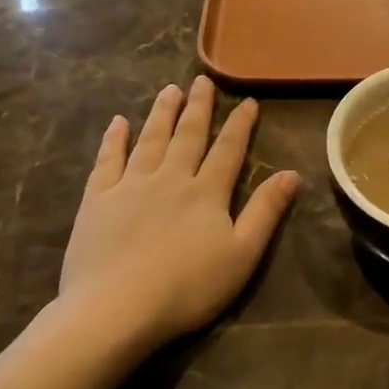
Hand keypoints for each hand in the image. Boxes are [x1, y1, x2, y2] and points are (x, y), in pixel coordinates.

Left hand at [60, 77, 300, 354]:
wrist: (116, 308)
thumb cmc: (187, 288)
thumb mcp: (242, 255)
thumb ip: (266, 212)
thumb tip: (292, 173)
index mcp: (206, 192)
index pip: (229, 150)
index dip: (240, 125)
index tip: (247, 101)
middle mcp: (170, 178)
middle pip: (187, 136)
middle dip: (198, 107)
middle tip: (201, 80)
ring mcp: (129, 186)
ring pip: (149, 140)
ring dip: (161, 113)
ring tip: (168, 90)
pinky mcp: (96, 200)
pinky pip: (107, 160)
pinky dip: (114, 139)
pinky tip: (119, 122)